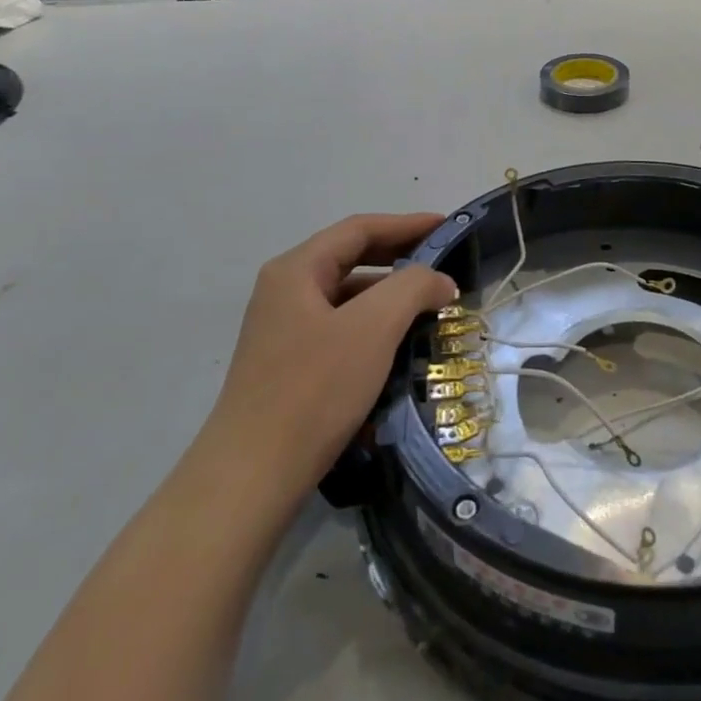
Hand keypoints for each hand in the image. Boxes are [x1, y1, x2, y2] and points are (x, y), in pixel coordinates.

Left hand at [202, 213, 457, 491]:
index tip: (448, 227)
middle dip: (400, 257)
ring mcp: (283, 330)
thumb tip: (440, 280)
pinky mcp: (288, 365)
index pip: (359, 229)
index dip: (407, 224)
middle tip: (444, 262)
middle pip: (351, 258)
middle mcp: (285, 291)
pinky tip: (398, 346)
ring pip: (347, 296)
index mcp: (296, 270)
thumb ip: (413, 287)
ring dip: (389, 295)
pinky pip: (340, 329)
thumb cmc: (314, 389)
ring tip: (430, 307)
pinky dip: (374, 327)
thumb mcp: (373, 328)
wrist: (252, 477)